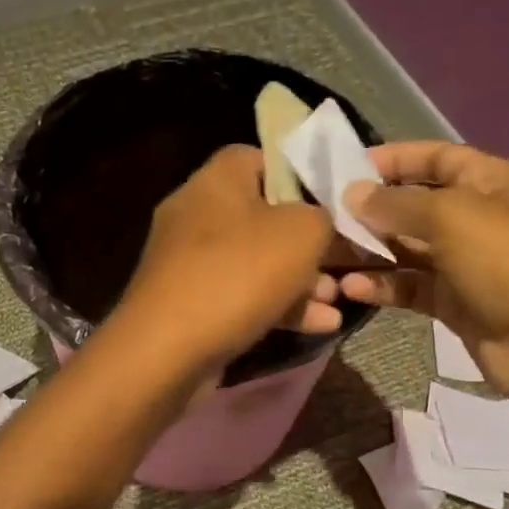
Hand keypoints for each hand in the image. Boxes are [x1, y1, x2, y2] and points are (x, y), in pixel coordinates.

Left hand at [117, 145, 340, 373]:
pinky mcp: (188, 305)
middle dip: (307, 242)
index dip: (300, 176)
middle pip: (263, 216)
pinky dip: (278, 308)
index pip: (260, 157)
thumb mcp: (302, 233)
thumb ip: (323, 216)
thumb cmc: (238, 274)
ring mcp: (188, 263)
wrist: (167, 350)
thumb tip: (320, 220)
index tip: (332, 203)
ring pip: (255, 262)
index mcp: (216, 180)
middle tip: (342, 262)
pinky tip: (320, 327)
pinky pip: (241, 297)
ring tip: (337, 300)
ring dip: (300, 281)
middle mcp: (196, 214)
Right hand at [339, 142, 508, 405]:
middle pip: (415, 204)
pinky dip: (383, 285)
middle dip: (372, 210)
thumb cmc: (503, 260)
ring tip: (330, 256)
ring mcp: (465, 262)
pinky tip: (352, 289)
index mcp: (489, 182)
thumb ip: (395, 202)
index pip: (436, 157)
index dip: (395, 158)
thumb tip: (351, 194)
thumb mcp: (449, 216)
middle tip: (326, 216)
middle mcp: (477, 217)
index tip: (347, 168)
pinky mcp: (453, 301)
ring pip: (407, 249)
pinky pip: (410, 286)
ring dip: (371, 251)